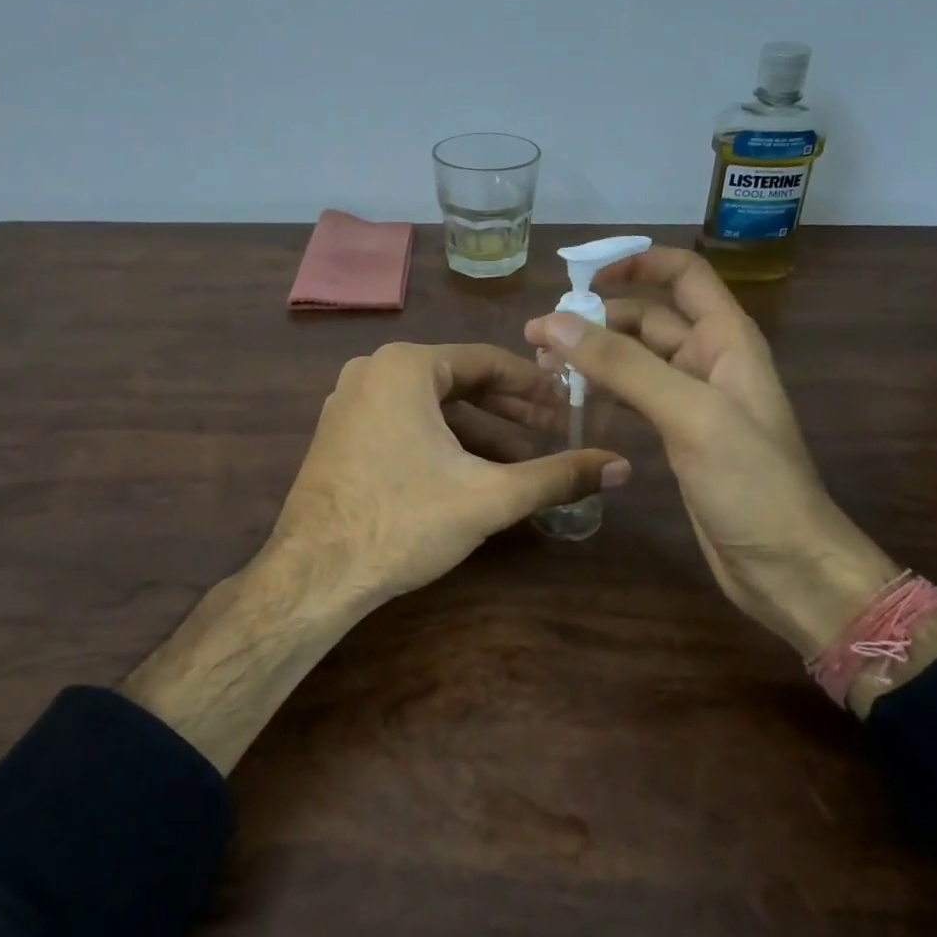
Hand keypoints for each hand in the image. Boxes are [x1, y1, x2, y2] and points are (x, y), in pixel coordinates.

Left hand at [269, 341, 627, 609]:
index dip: (536, 386)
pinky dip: (444, 442)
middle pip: (460, 381)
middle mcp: (374, 371)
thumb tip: (622, 467)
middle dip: (511, 411)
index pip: (487, 361)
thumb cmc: (403, 521)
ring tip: (526, 461)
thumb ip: (558, 476)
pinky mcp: (342, 435)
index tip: (571, 405)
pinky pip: (406, 424)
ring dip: (481, 431)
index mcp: (406, 365)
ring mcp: (351, 402)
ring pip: (433, 407)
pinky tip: (476, 473)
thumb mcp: (489, 496)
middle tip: (557, 433)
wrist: (314, 575)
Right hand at [525, 248, 898, 658]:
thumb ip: (623, 365)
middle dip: (595, 319)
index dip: (637, 263)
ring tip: (542, 368)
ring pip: (634, 359)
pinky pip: (633, 398)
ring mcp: (692, 400)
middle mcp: (708, 359)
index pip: (683, 274)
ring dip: (593, 356)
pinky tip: (569, 402)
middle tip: (538, 338)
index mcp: (725, 338)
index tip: (582, 279)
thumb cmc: (750, 482)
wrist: (786, 565)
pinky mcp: (677, 436)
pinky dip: (602, 392)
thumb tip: (556, 321)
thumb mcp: (689, 413)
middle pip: (646, 317)